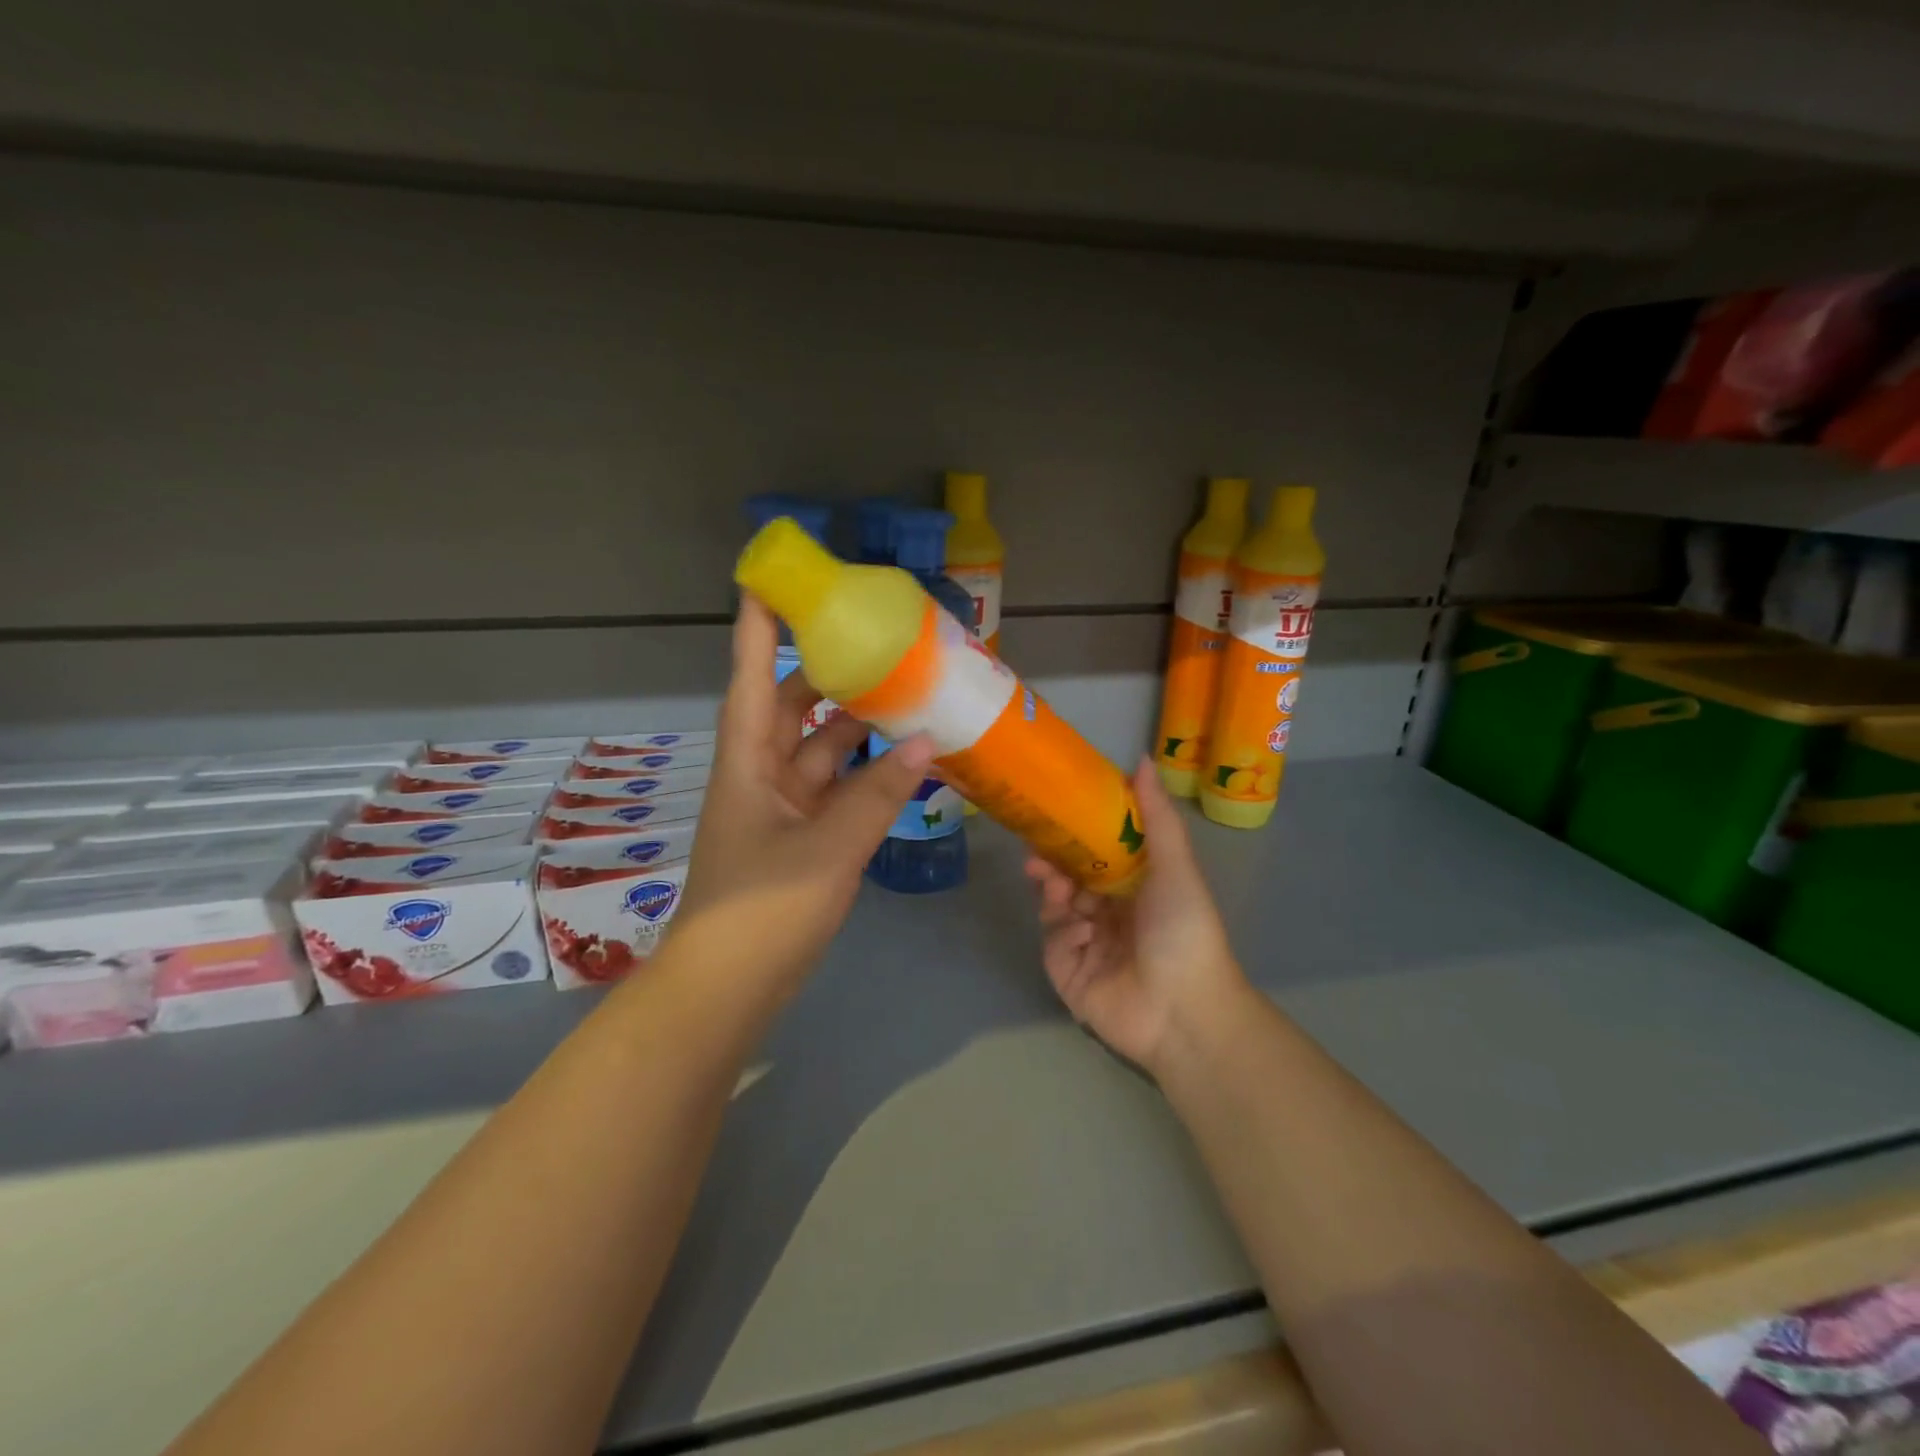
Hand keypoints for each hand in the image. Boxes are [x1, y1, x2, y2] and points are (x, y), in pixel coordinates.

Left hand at [675, 596, 933, 994]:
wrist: (728, 989)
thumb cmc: (763, 910)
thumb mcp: (828, 849)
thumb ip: (878, 796)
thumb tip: (925, 744)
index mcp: (747, 763)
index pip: (752, 678)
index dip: (759, 628)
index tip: (771, 581)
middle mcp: (759, 775)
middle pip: (790, 708)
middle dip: (825, 674)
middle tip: (872, 642)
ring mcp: (777, 809)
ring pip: (817, 751)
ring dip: (853, 727)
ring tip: (902, 696)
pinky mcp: (796, 840)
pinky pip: (832, 791)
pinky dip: (862, 776)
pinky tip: (899, 764)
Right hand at [1025, 759, 1245, 1073]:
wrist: (1182, 1012)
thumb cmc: (1183, 931)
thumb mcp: (1175, 868)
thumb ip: (1157, 817)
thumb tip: (1143, 759)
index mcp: (1138, 888)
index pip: (1100, 851)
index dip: (1078, 831)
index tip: (1057, 809)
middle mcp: (1111, 912)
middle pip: (1071, 876)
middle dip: (1053, 859)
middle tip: (1035, 847)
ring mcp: (1087, 943)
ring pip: (1056, 905)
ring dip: (1052, 889)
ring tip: (1049, 881)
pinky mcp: (1068, 971)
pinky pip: (1053, 941)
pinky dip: (1062, 932)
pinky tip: (1078, 932)